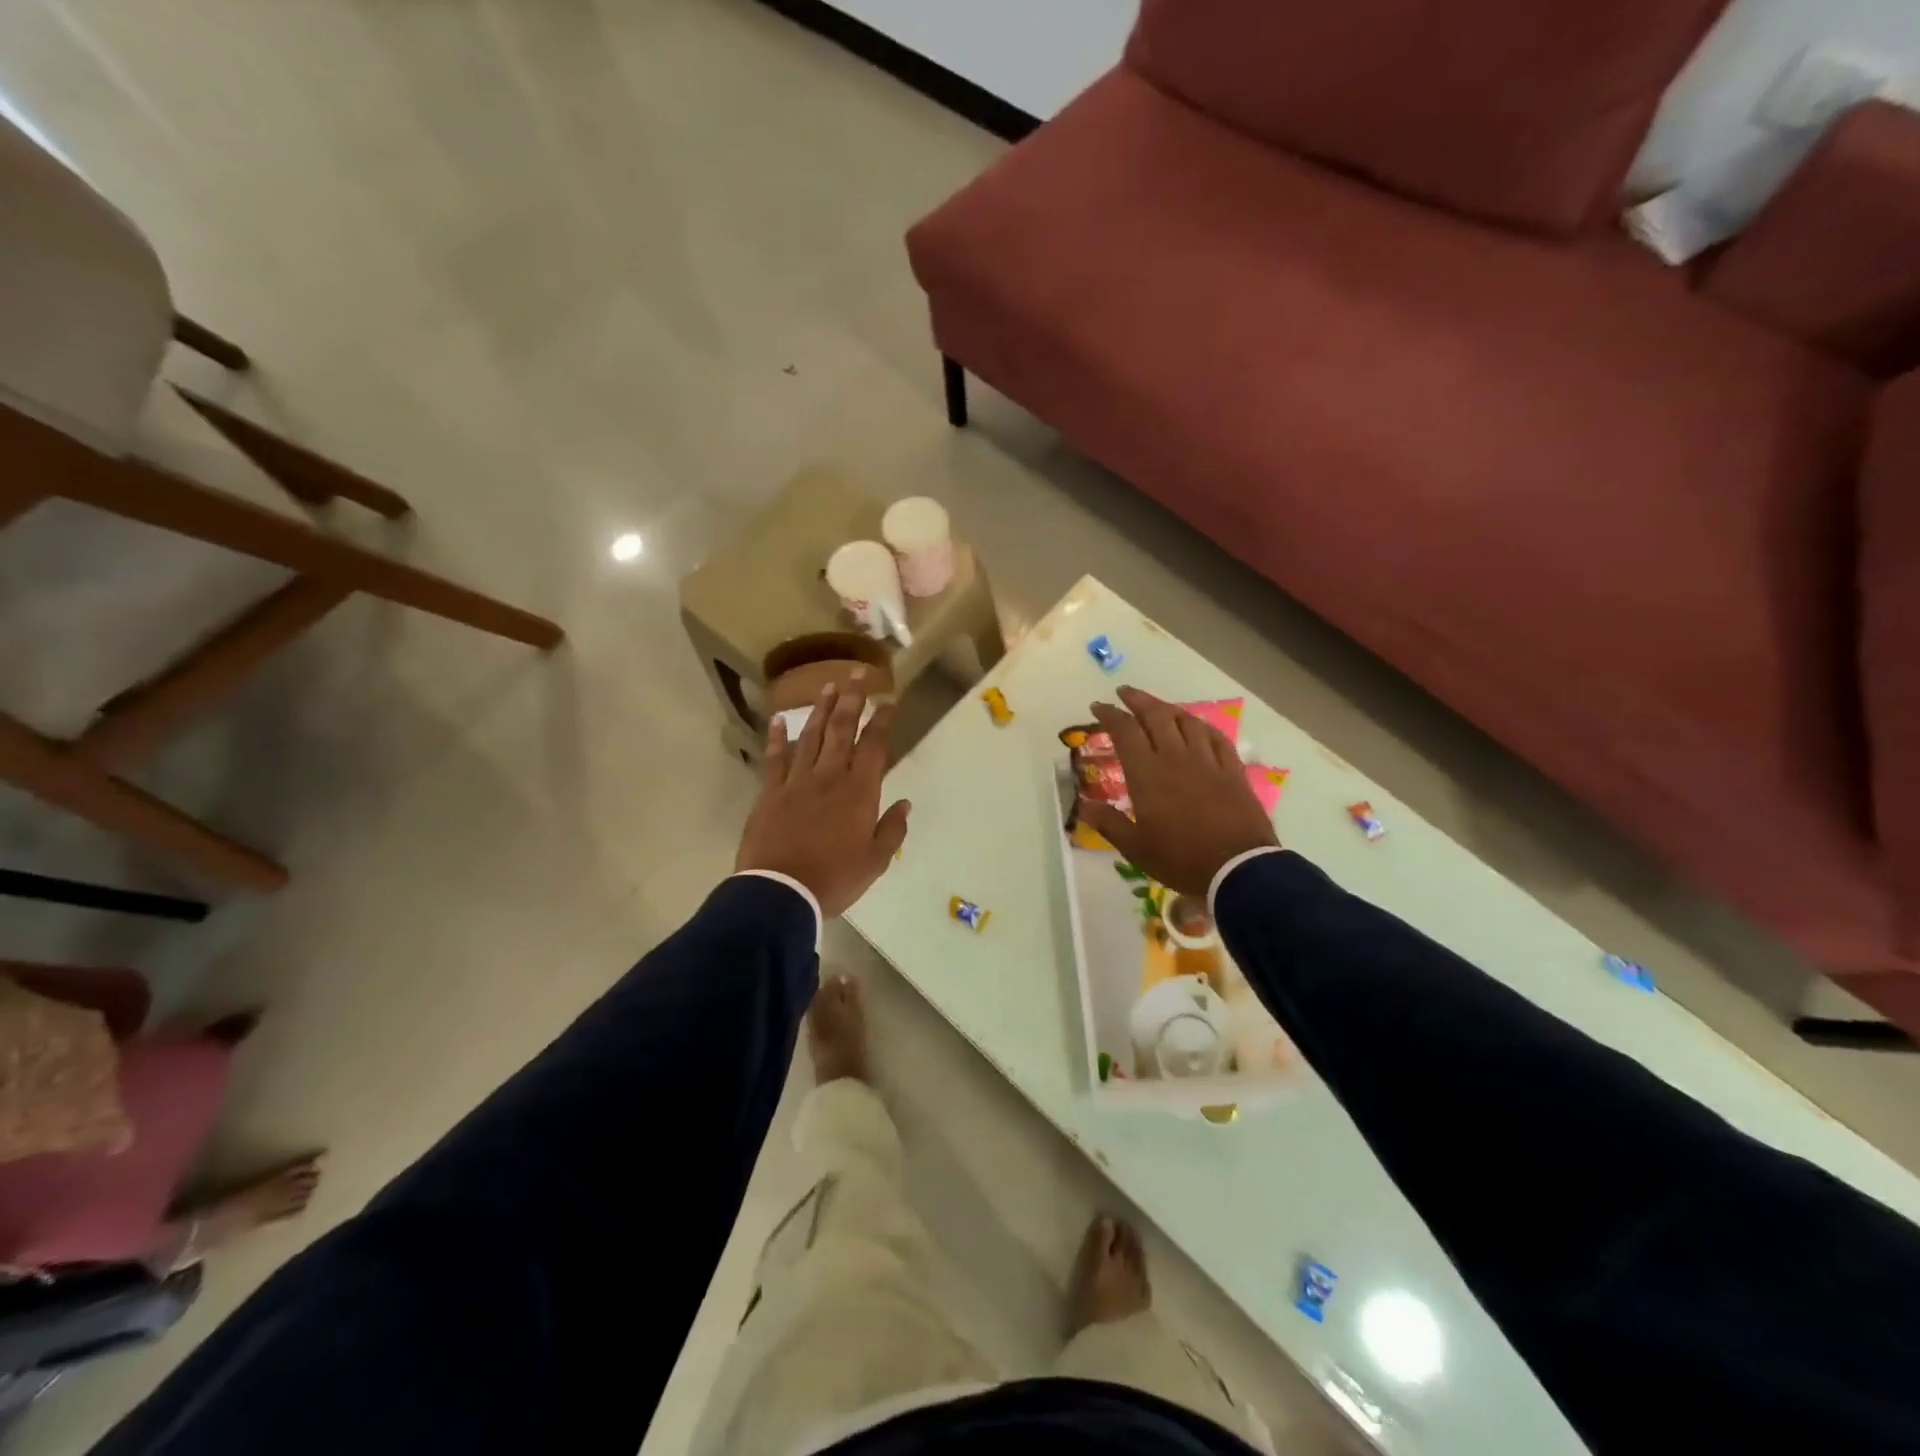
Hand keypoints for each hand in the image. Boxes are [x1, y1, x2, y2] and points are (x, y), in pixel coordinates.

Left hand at [736, 677, 911, 918]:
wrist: (780, 892)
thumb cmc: (834, 879)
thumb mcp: (874, 861)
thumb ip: (892, 830)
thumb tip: (905, 803)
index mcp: (859, 792)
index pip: (873, 746)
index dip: (882, 721)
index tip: (889, 701)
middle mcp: (829, 777)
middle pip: (841, 730)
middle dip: (852, 700)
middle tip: (857, 674)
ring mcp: (797, 781)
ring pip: (811, 736)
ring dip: (821, 709)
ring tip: (829, 686)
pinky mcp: (770, 792)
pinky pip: (775, 759)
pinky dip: (777, 738)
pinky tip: (779, 720)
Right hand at [1078, 686, 1277, 895]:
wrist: (1239, 868)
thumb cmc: (1181, 859)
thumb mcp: (1136, 848)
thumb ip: (1109, 823)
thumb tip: (1084, 806)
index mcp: (1147, 773)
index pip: (1125, 731)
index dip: (1110, 714)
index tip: (1098, 706)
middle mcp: (1176, 757)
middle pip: (1156, 716)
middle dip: (1137, 700)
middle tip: (1124, 692)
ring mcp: (1207, 761)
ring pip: (1186, 721)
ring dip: (1168, 708)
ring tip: (1157, 707)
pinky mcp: (1232, 770)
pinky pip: (1216, 737)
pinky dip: (1201, 726)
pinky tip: (1197, 726)